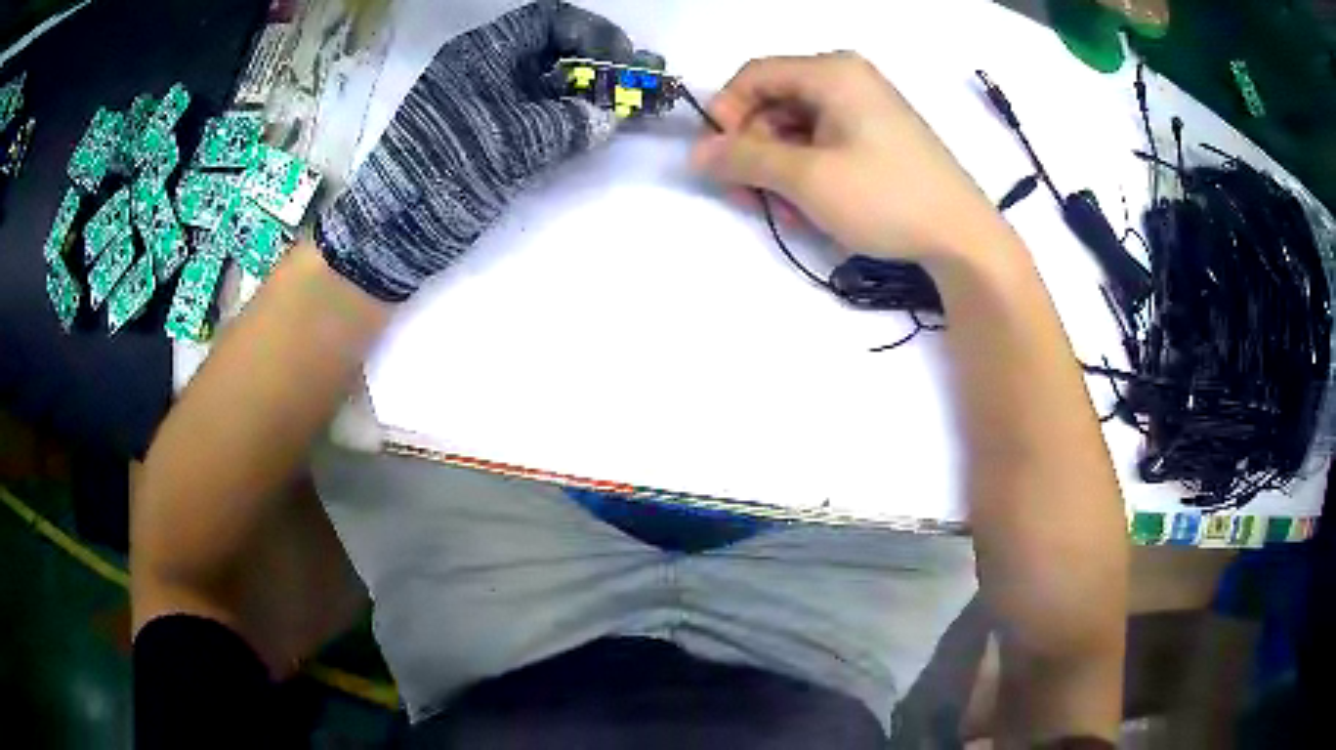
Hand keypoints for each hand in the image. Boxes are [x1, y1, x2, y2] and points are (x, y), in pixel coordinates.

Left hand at [318, 1, 632, 301]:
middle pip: (550, 50)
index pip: (548, 21)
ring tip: (620, 110)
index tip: (624, 58)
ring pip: (545, 84)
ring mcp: (485, 103)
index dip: (592, 32)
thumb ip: (567, 125)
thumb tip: (609, 118)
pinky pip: (535, 115)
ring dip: (583, 94)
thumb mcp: (511, 143)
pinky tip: (589, 132)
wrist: (396, 230)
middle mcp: (485, 70)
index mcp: (482, 54)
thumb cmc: (447, 172)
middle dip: (595, 64)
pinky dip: (564, 119)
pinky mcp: (487, 135)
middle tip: (630, 86)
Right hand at [691, 53, 1004, 263]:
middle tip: (748, 194)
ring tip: (783, 210)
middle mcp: (848, 80)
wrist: (962, 239)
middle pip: (775, 101)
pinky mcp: (879, 137)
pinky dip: (808, 172)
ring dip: (779, 167)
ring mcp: (867, 109)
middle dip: (754, 148)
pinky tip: (811, 207)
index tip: (720, 158)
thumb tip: (696, 153)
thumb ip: (744, 159)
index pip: (754, 75)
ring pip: (797, 127)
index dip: (726, 113)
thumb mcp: (806, 178)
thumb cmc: (885, 197)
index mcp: (832, 72)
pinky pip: (825, 143)